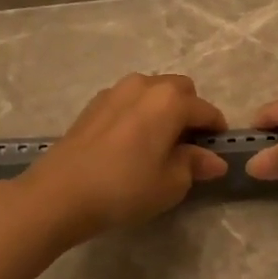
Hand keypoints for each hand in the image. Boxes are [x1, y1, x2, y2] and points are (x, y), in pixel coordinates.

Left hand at [17, 73, 228, 243]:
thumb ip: (195, 165)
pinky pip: (128, 101)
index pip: (206, 110)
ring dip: (162, 110)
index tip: (217, 151)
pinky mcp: (93, 104)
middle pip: (180, 90)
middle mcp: (145, 85)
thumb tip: (214, 160)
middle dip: (190, 112)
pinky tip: (130, 143)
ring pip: (152, 92)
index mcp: (171, 100)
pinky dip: (138, 114)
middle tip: (188, 145)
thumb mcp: (171, 183)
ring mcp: (115, 91)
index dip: (216, 130)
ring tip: (158, 143)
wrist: (59, 194)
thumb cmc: (125, 188)